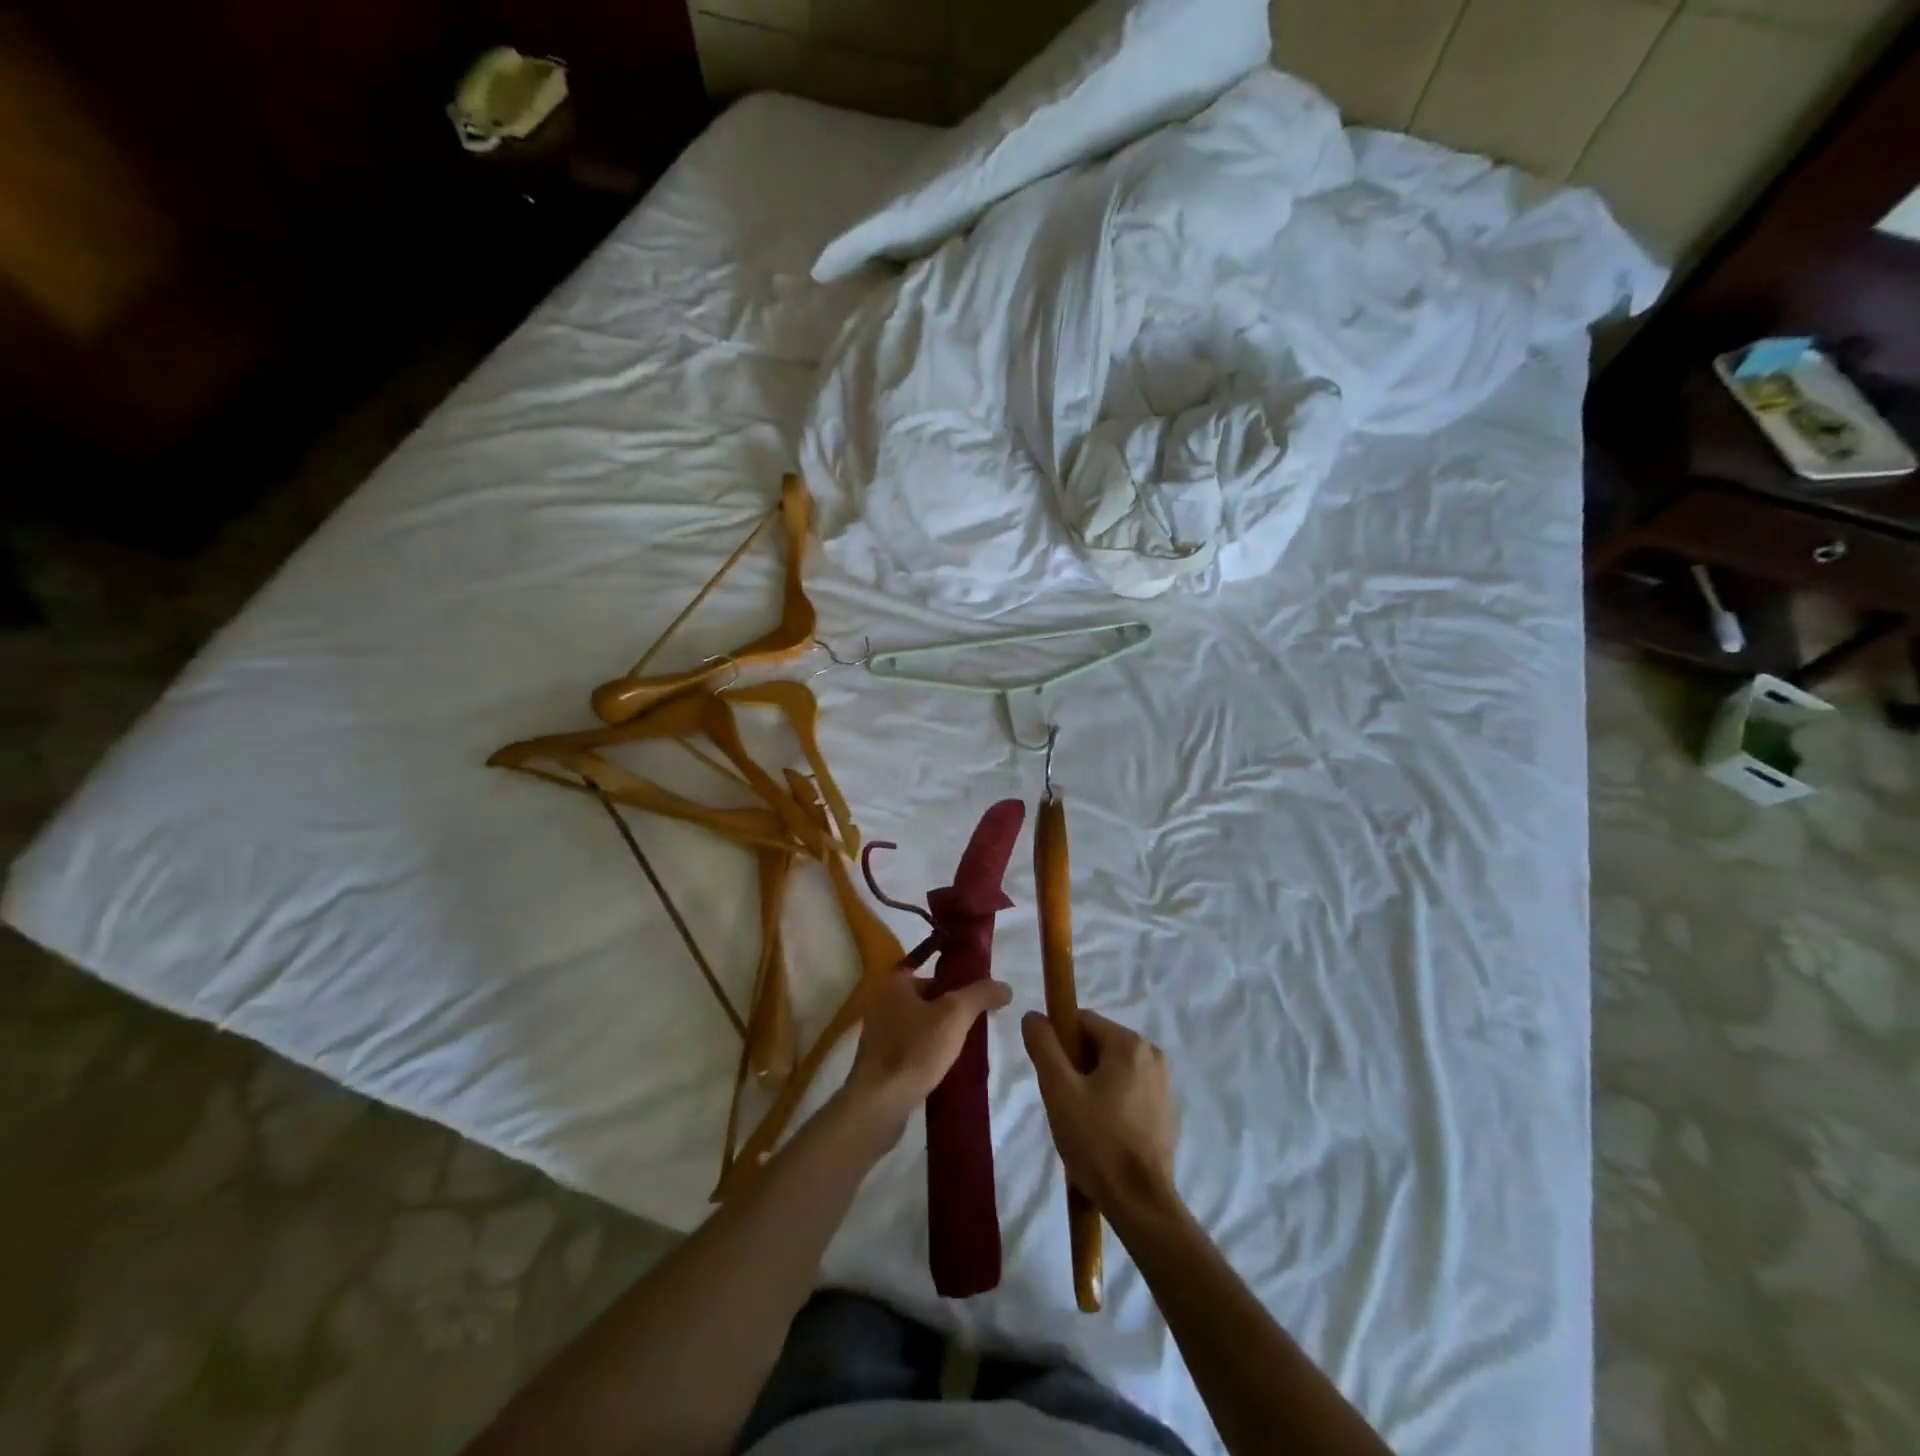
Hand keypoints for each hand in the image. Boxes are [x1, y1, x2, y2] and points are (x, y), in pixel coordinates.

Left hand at [843, 970, 1012, 1131]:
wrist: (879, 1103)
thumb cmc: (916, 1050)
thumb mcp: (955, 1014)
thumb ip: (980, 995)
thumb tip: (1005, 987)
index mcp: (896, 984)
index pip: (936, 976)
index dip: (961, 987)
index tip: (981, 1003)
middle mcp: (883, 1003)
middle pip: (929, 1002)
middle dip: (953, 1014)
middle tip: (978, 1029)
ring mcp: (878, 1035)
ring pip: (921, 1028)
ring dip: (941, 1037)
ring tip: (966, 1052)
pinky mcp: (879, 1063)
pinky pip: (911, 1051)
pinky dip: (927, 1056)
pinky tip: (945, 1070)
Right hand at [1022, 1010, 1179, 1224]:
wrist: (1141, 1205)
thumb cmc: (1097, 1142)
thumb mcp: (1059, 1090)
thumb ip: (1043, 1046)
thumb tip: (1033, 1016)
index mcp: (1129, 1043)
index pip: (1081, 1021)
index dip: (1058, 1042)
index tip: (1049, 1075)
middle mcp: (1151, 1054)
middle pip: (1097, 1044)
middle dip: (1074, 1066)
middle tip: (1062, 1102)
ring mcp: (1162, 1083)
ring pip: (1110, 1069)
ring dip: (1090, 1086)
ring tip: (1079, 1122)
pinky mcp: (1165, 1110)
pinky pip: (1127, 1090)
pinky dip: (1109, 1102)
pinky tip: (1100, 1134)